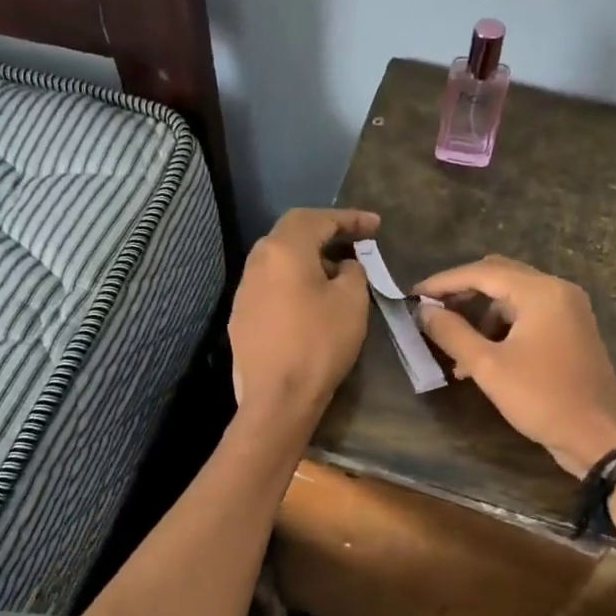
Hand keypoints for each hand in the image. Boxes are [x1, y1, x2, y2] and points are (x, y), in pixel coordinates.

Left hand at [228, 208, 379, 421]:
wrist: (277, 397)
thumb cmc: (319, 343)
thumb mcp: (352, 302)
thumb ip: (353, 271)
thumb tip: (344, 265)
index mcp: (284, 249)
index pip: (318, 219)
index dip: (349, 218)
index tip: (375, 225)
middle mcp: (257, 261)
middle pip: (292, 233)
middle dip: (325, 233)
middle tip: (354, 242)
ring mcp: (244, 289)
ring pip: (279, 259)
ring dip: (308, 258)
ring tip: (335, 271)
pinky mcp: (241, 315)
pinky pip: (271, 284)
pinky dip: (293, 281)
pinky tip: (309, 299)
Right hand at [412, 256, 615, 476]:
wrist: (597, 437)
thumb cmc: (541, 399)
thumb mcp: (488, 367)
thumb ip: (452, 333)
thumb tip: (423, 311)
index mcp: (541, 292)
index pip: (482, 272)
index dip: (443, 283)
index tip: (412, 296)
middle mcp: (558, 291)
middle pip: (499, 276)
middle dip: (462, 293)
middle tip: (429, 311)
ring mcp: (568, 311)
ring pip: (512, 298)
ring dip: (480, 315)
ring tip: (452, 346)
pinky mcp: (571, 331)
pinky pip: (527, 316)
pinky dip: (500, 328)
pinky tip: (479, 358)